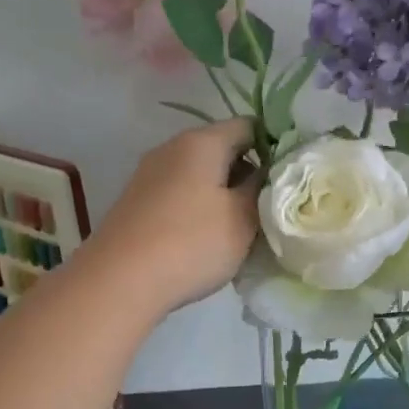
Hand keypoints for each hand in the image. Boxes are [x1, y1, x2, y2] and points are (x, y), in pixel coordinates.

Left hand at [84, 120, 260, 317]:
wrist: (119, 281)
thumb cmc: (191, 242)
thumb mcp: (243, 217)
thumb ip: (263, 187)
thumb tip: (270, 170)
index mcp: (202, 141)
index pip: (249, 126)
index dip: (274, 147)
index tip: (289, 179)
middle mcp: (172, 148)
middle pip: (223, 150)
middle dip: (249, 175)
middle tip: (270, 209)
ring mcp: (150, 175)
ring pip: (201, 175)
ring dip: (224, 196)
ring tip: (242, 230)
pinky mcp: (138, 202)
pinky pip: (180, 195)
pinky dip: (199, 210)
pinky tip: (206, 241)